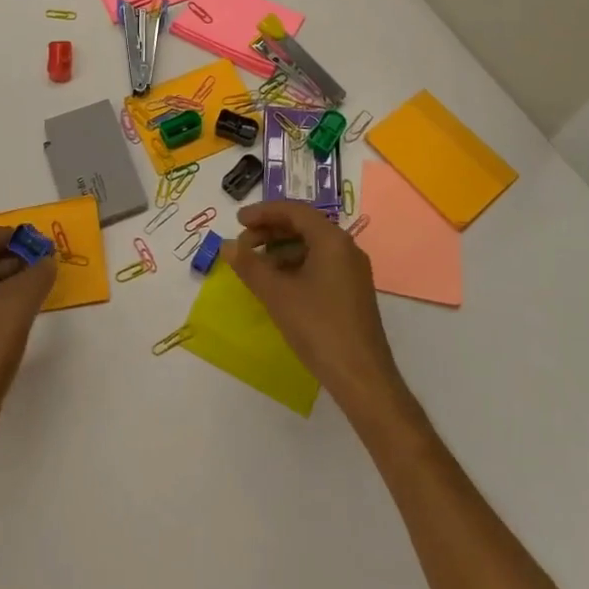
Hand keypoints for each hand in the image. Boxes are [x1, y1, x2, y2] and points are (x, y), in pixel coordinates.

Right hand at [225, 201, 408, 417]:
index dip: (263, 212)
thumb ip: (250, 265)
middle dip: (270, 231)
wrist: (361, 377)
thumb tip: (227, 245)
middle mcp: (346, 248)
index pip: (294, 211)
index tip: (237, 221)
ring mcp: (351, 271)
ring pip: (311, 247)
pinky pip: (319, 265)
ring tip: (255, 266)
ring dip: (280, 250)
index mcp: (332, 240)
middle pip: (303, 226)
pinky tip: (277, 284)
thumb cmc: (318, 327)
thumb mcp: (277, 294)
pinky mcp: (351, 292)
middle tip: (242, 244)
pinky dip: (295, 266)